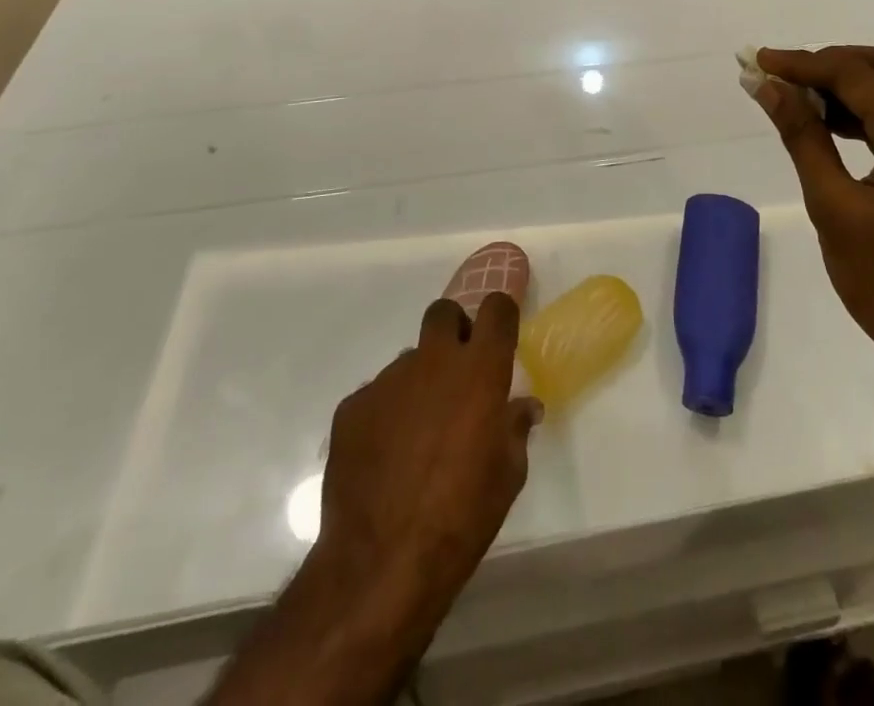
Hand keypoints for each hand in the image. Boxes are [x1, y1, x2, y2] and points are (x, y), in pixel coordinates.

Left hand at [319, 294, 541, 627]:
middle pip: (443, 313)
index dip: (501, 316)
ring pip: (409, 360)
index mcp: (479, 371)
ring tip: (418, 434)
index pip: (496, 309)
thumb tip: (522, 408)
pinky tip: (386, 457)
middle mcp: (433, 362)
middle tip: (458, 372)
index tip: (501, 336)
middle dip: (454, 330)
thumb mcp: (508, 476)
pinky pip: (377, 395)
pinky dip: (387, 415)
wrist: (380, 564)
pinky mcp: (352, 407)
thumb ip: (514, 428)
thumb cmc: (461, 517)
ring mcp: (388, 381)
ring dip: (420, 383)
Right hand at [752, 47, 873, 380]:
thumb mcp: (834, 208)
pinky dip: (871, 108)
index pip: (857, 76)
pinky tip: (833, 123)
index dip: (804, 63)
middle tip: (784, 73)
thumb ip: (802, 137)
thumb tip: (767, 87)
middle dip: (832, 62)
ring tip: (800, 96)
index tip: (760, 61)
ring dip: (852, 82)